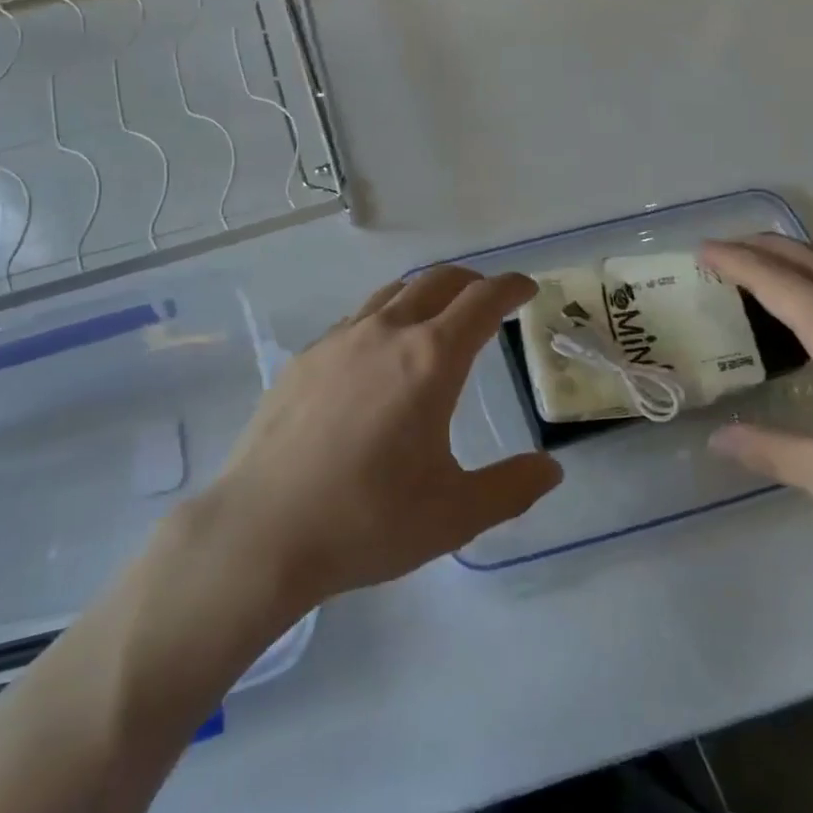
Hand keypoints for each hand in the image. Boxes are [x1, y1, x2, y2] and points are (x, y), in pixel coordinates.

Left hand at [206, 268, 562, 607]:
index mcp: (430, 360)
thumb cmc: (367, 521)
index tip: (526, 288)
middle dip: (470, 281)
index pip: (481, 302)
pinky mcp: (304, 359)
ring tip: (436, 315)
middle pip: (436, 282)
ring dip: (424, 294)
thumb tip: (550, 468)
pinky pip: (355, 320)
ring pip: (391, 294)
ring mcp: (338, 341)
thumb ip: (510, 488)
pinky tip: (377, 354)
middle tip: (487, 297)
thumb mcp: (454, 514)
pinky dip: (383, 318)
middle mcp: (385, 334)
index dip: (510, 288)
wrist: (262, 531)